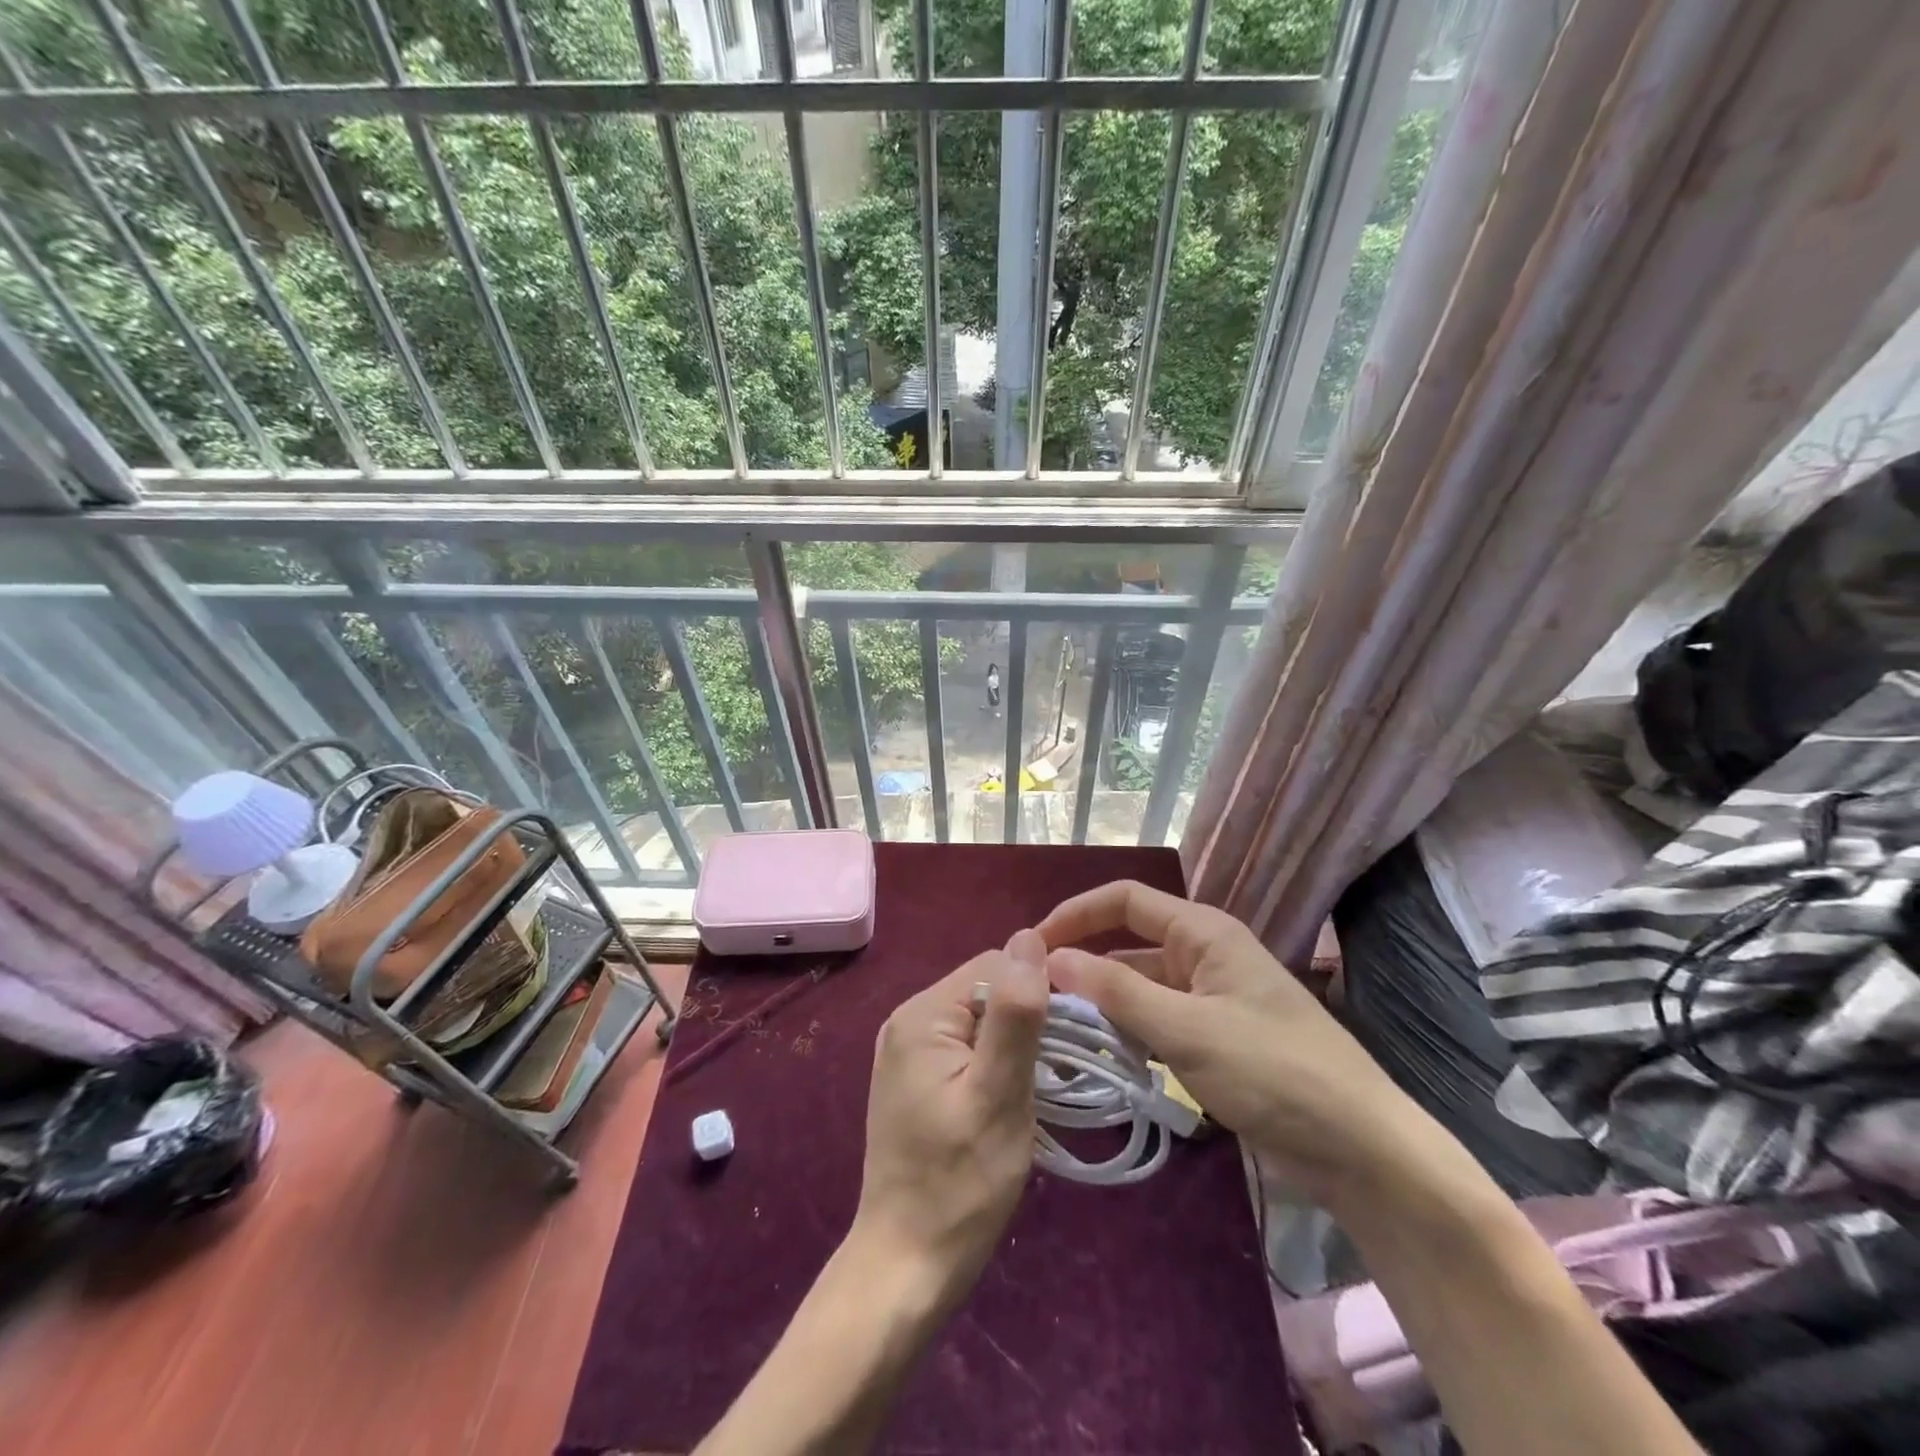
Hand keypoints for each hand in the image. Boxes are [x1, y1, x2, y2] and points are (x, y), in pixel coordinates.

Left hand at [850, 929, 1049, 1308]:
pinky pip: (968, 1047)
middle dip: (1028, 1019)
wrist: (906, 1266)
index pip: (995, 965)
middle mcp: (909, 1020)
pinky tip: (1013, 1097)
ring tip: (1041, 1088)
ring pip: (982, 1020)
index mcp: (922, 1014)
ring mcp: (909, 1051)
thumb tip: (1029, 937)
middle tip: (1058, 1072)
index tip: (1072, 1036)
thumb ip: (1015, 1014)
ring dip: (1017, 1044)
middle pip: (987, 990)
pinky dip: (998, 1063)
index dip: (1039, 990)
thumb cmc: (959, 1183)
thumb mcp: (998, 1094)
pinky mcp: (918, 1079)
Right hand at [1038, 880, 1427, 1208]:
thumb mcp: (1187, 1029)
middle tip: (1036, 998)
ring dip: (1103, 1004)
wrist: (1360, 1151)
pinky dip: (1127, 1032)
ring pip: (1139, 986)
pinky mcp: (1214, 1038)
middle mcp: (1203, 954)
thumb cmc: (1274, 1072)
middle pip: (1128, 944)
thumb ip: (1116, 991)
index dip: (1076, 913)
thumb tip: (1051, 957)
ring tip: (1056, 1031)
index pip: (1124, 900)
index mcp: (1203, 932)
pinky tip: (1099, 1058)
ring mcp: (1209, 998)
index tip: (1032, 946)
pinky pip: (1156, 1021)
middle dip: (1084, 964)